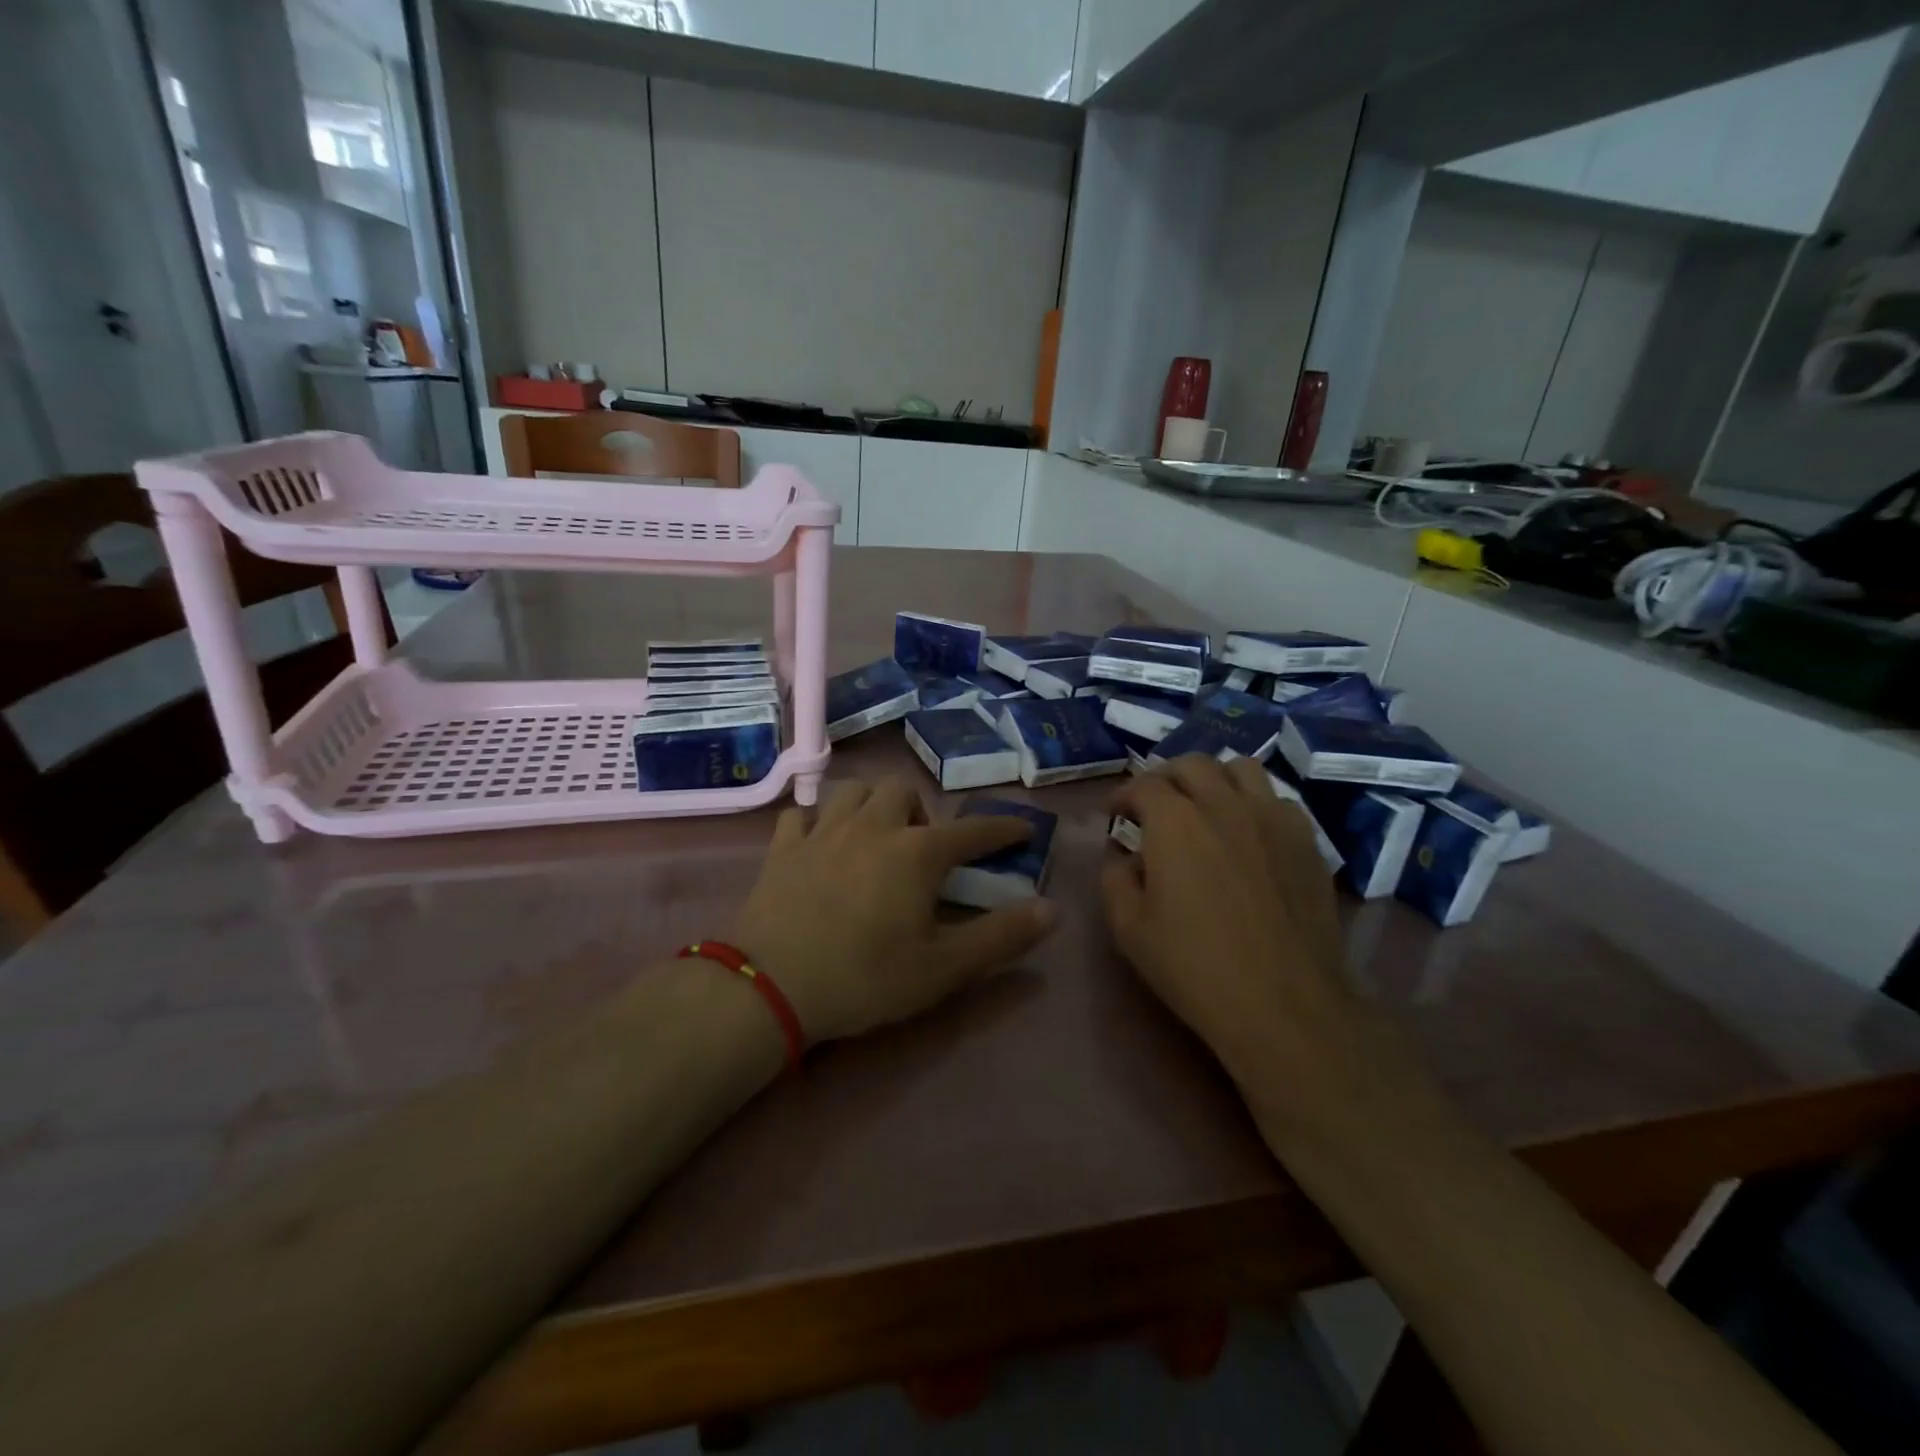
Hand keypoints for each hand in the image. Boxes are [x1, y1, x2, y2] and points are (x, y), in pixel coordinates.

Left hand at [731, 778, 1057, 1042]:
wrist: (771, 986)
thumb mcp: (944, 968)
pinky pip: (802, 815)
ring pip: (853, 790)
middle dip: (921, 811)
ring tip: (875, 837)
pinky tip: (819, 844)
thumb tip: (1052, 909)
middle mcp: (873, 827)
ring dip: (872, 805)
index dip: (1001, 828)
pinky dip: (816, 821)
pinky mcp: (783, 848)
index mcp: (917, 852)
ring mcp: (823, 832)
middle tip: (922, 849)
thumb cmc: (865, 977)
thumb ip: (1001, 937)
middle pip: (903, 790)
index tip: (1021, 828)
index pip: (972, 831)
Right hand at [1102, 755, 1364, 1087]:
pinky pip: (1277, 799)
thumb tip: (1125, 856)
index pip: (1143, 784)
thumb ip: (1115, 878)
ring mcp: (1272, 817)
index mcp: (1175, 822)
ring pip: (1240, 768)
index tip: (1117, 815)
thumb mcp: (1129, 928)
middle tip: (1156, 805)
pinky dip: (1255, 803)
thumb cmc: (1194, 967)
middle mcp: (1224, 804)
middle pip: (1192, 763)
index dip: (1124, 796)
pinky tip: (1249, 833)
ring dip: (1214, 778)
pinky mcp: (1306, 840)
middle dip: (1165, 777)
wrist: (1284, 1004)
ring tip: (1206, 805)